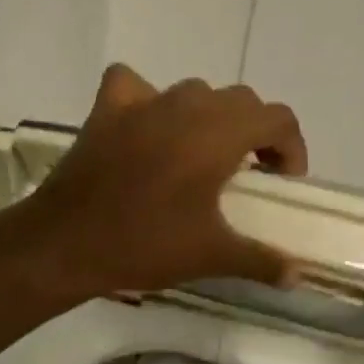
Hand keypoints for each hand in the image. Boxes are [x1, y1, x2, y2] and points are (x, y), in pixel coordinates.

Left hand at [18, 64, 308, 297]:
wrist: (66, 244)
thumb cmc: (145, 245)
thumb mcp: (212, 256)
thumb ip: (262, 261)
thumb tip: (297, 277)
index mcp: (218, 134)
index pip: (277, 118)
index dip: (291, 148)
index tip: (281, 183)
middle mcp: (185, 106)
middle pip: (240, 101)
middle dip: (255, 133)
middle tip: (249, 175)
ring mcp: (142, 101)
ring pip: (194, 93)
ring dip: (209, 118)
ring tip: (202, 157)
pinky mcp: (106, 109)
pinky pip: (135, 85)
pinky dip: (148, 100)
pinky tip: (147, 127)